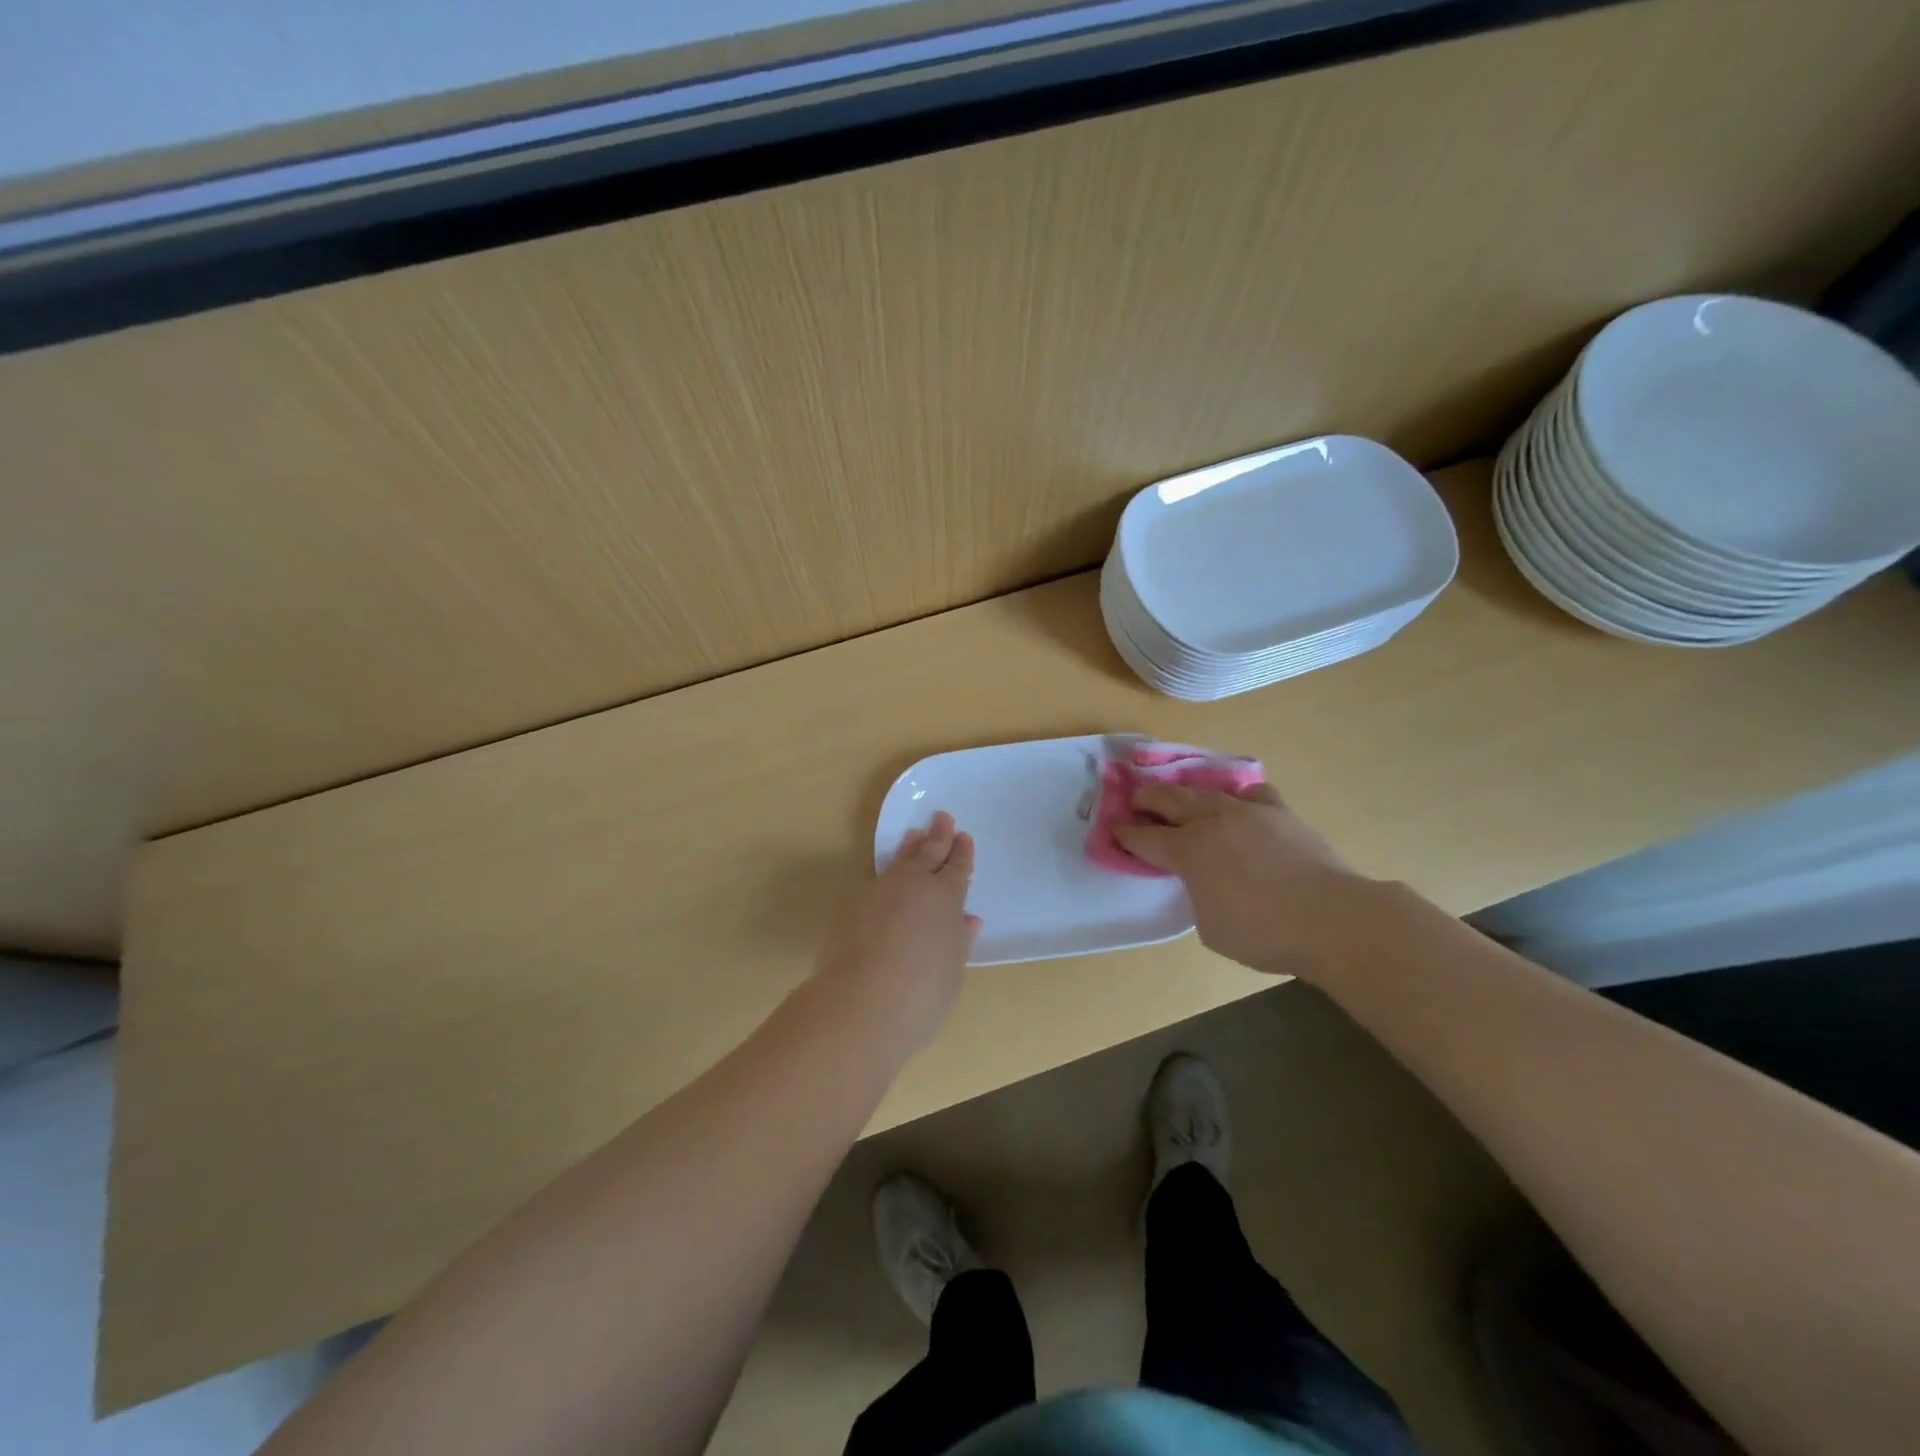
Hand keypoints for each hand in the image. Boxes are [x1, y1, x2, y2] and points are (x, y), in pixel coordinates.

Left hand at [815, 811, 981, 1053]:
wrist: (863, 1001)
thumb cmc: (923, 991)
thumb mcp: (953, 968)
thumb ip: (960, 940)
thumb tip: (968, 920)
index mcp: (946, 897)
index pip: (957, 868)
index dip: (962, 853)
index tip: (964, 837)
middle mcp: (914, 885)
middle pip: (929, 853)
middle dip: (938, 836)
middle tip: (942, 817)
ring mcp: (880, 891)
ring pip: (899, 861)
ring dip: (910, 847)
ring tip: (914, 835)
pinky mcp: (854, 904)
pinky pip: (877, 879)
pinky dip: (887, 873)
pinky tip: (886, 876)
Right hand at [1114, 781, 1362, 979]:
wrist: (1331, 918)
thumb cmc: (1263, 932)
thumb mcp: (1210, 927)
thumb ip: (1197, 896)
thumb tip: (1204, 882)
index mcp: (1187, 851)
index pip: (1144, 838)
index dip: (1124, 835)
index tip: (1113, 830)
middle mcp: (1210, 822)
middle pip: (1167, 799)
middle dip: (1146, 799)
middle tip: (1136, 802)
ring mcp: (1246, 812)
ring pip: (1205, 790)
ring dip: (1185, 793)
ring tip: (1179, 797)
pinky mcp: (1279, 812)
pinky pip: (1251, 793)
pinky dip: (1237, 796)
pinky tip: (1239, 805)